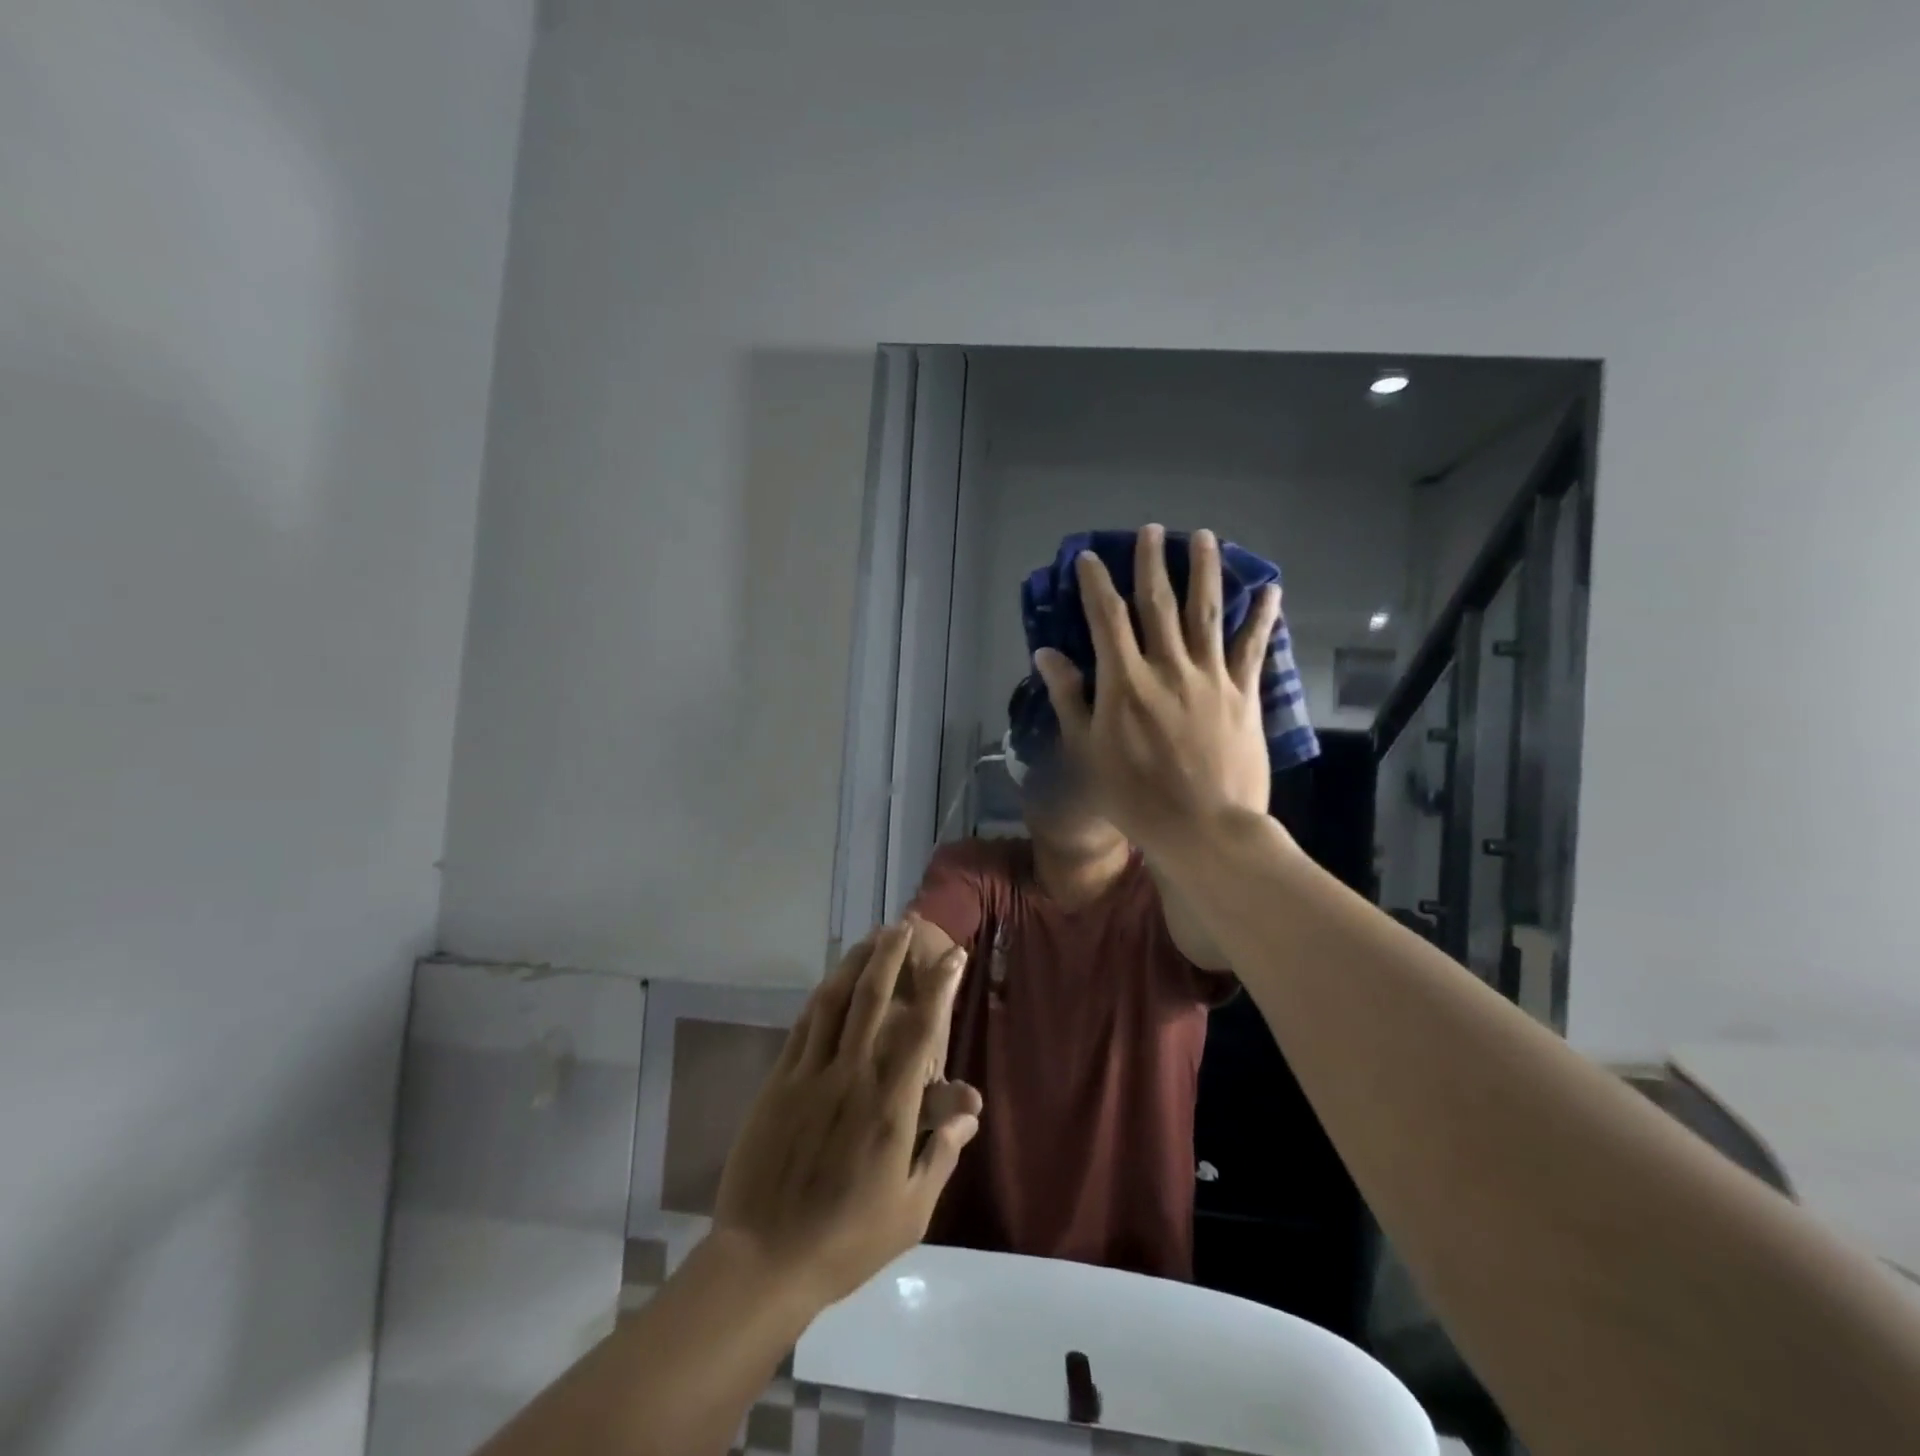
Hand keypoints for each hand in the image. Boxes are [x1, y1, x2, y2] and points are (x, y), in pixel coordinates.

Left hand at [712, 924, 979, 1306]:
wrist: (764, 1260)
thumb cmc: (847, 1240)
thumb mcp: (911, 1210)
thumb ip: (941, 1153)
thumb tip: (969, 1111)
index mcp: (889, 1106)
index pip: (921, 1031)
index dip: (939, 988)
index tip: (952, 956)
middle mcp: (851, 1076)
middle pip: (872, 999)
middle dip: (890, 955)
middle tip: (902, 925)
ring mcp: (810, 1075)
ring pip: (834, 1002)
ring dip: (854, 964)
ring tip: (869, 938)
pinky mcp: (778, 1083)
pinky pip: (803, 1027)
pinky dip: (821, 997)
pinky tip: (831, 983)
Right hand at [1032, 525, 1281, 856]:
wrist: (1203, 827)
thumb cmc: (1134, 795)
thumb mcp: (1087, 751)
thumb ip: (1069, 698)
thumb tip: (1046, 655)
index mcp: (1125, 681)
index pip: (1106, 618)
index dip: (1095, 583)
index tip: (1089, 557)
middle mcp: (1168, 666)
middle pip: (1158, 602)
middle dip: (1152, 562)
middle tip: (1151, 530)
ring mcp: (1210, 676)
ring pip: (1208, 611)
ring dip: (1205, 570)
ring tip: (1204, 537)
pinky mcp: (1243, 693)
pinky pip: (1253, 646)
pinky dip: (1261, 616)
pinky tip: (1269, 590)